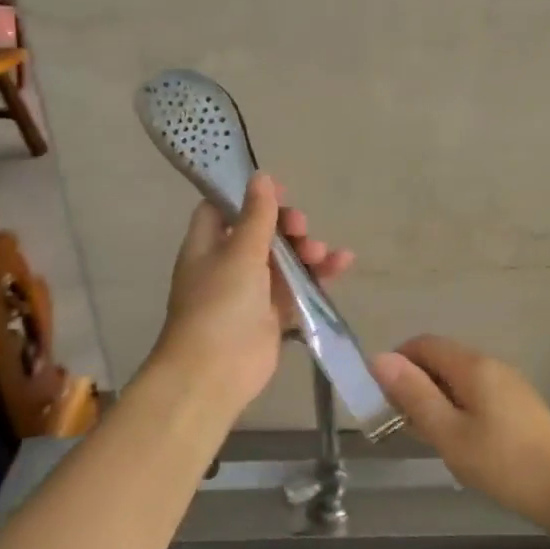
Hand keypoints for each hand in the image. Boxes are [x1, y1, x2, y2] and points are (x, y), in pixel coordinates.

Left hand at [150, 173, 354, 416]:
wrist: (215, 372)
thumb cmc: (220, 304)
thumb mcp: (239, 253)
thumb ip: (256, 216)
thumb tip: (261, 177)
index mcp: (207, 245)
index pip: (222, 208)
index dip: (249, 196)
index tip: (279, 191)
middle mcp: (227, 264)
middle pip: (261, 232)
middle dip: (287, 226)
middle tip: (302, 228)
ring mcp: (251, 291)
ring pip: (284, 259)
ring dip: (306, 251)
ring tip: (321, 254)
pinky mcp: (273, 314)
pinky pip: (298, 287)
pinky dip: (318, 276)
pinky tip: (342, 264)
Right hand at [370, 335, 549, 529]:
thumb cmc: (503, 463)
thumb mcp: (448, 433)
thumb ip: (413, 395)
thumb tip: (379, 358)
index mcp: (472, 365)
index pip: (423, 344)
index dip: (397, 362)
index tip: (382, 396)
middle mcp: (491, 365)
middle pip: (441, 358)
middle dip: (414, 382)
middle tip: (401, 422)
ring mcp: (509, 384)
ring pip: (458, 379)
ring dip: (435, 398)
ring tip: (427, 435)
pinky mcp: (519, 405)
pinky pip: (476, 394)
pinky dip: (457, 408)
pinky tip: (459, 442)